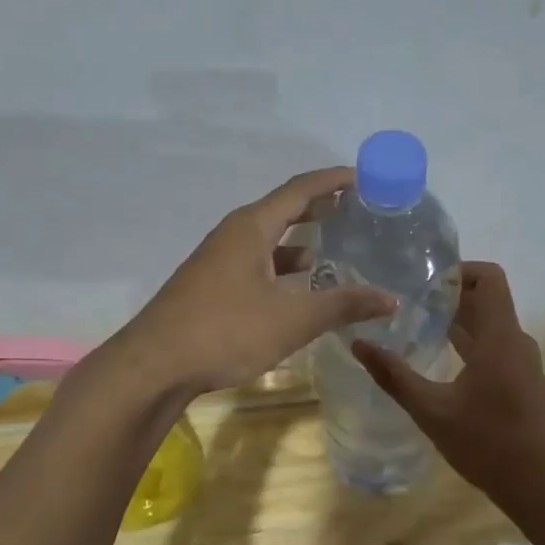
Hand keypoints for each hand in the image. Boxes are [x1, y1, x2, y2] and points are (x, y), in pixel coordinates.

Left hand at [117, 168, 396, 396]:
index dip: (334, 180)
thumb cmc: (224, 331)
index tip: (366, 178)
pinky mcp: (212, 285)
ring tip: (336, 249)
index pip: (300, 189)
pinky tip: (299, 288)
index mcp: (252, 227)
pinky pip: (257, 262)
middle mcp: (234, 234)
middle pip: (283, 209)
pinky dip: (283, 266)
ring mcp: (219, 260)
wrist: (154, 366)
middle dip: (321, 208)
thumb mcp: (291, 320)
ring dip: (301, 240)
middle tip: (358, 212)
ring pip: (269, 239)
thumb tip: (391, 298)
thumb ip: (342, 305)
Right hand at [352, 262, 544, 503]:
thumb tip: (358, 345)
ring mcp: (523, 363)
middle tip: (408, 301)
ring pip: (491, 325)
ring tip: (418, 325)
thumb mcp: (432, 411)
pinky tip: (442, 360)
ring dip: (458, 321)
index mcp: (499, 338)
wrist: (544, 487)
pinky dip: (470, 343)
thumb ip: (395, 376)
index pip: (489, 278)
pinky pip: (496, 347)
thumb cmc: (488, 444)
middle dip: (450, 296)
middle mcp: (516, 342)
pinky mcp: (524, 382)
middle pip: (487, 299)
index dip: (458, 271)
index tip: (424, 282)